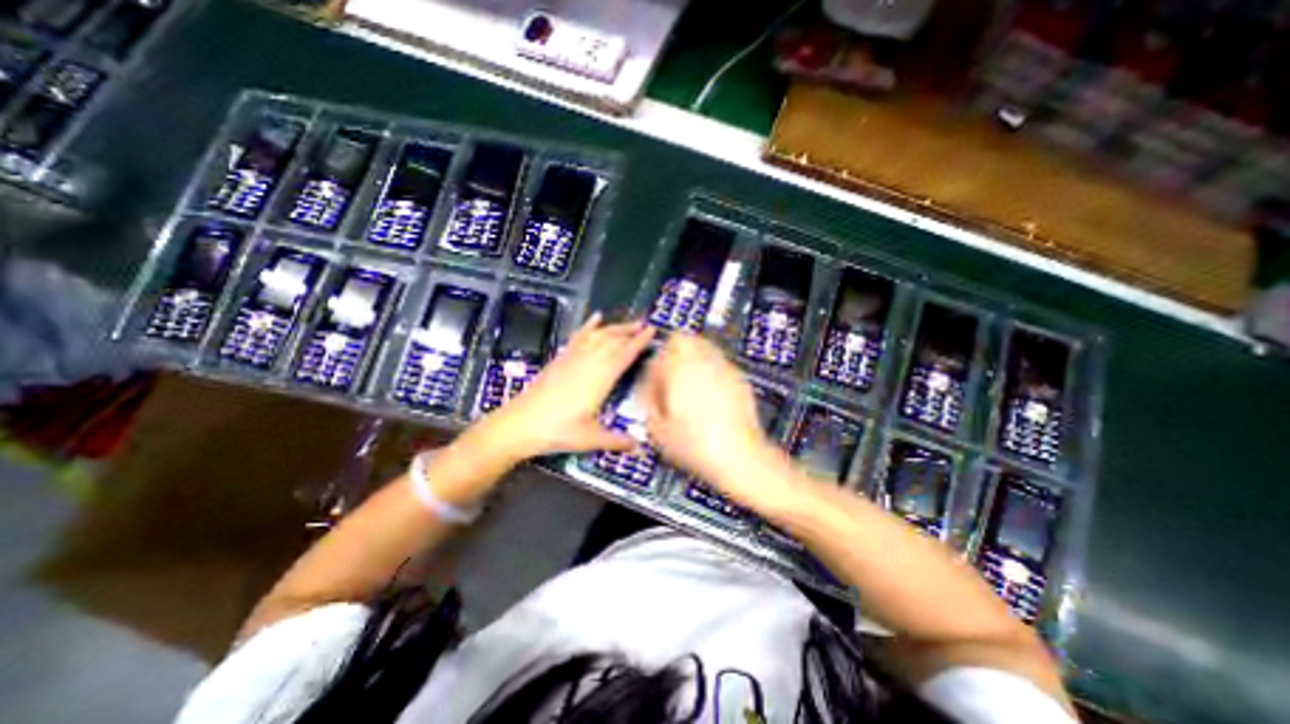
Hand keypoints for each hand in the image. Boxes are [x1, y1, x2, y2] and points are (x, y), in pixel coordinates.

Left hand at [472, 312, 657, 461]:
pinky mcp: (561, 358)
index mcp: (600, 379)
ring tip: (629, 322)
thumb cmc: (558, 431)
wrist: (520, 423)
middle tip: (646, 323)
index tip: (652, 331)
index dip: (639, 342)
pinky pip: (579, 336)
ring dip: (615, 327)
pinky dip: (589, 326)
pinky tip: (596, 317)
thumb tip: (641, 448)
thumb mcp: (591, 438)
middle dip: (630, 330)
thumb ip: (617, 441)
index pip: (624, 355)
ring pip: (598, 335)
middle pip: (613, 340)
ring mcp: (573, 358)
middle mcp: (588, 362)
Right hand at [638, 330, 790, 506]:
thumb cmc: (696, 446)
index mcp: (680, 369)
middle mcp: (703, 362)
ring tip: (689, 385)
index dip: (655, 366)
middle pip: (685, 339)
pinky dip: (710, 370)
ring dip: (693, 359)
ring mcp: (725, 368)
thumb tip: (649, 389)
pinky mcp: (740, 379)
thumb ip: (649, 402)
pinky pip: (720, 363)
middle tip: (670, 377)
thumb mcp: (658, 430)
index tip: (654, 382)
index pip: (661, 350)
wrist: (739, 457)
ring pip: (704, 346)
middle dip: (674, 353)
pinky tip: (709, 394)